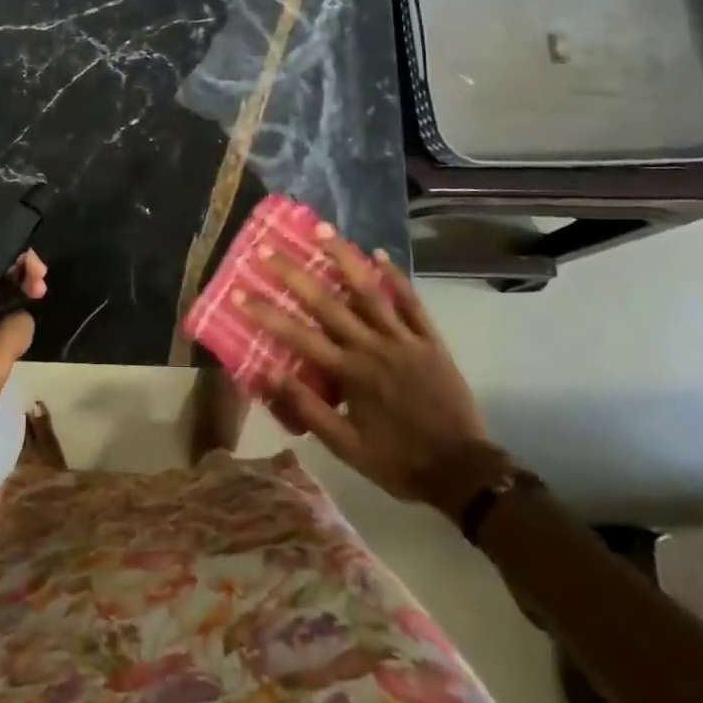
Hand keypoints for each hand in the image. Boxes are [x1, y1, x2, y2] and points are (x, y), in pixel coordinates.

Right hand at [246, 230, 492, 505]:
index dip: (266, 313)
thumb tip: (268, 372)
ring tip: (323, 229)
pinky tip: (380, 254)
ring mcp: (403, 339)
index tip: (239, 292)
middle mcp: (372, 347)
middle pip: (327, 302)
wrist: (462, 472)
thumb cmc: (398, 461)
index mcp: (349, 373)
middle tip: (268, 249)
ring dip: (344, 257)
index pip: (298, 336)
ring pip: (369, 290)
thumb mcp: (345, 447)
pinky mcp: (430, 340)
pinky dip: (396, 277)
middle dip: (294, 274)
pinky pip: (411, 302)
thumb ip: (307, 408)